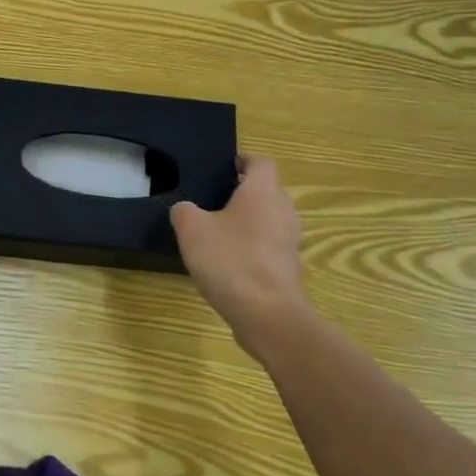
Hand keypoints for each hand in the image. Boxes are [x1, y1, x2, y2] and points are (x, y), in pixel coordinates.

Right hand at [170, 155, 309, 340]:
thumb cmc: (229, 260)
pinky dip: (256, 248)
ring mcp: (291, 242)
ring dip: (252, 221)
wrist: (267, 314)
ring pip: (272, 220)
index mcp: (262, 192)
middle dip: (247, 192)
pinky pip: (272, 247)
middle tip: (217, 199)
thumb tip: (186, 209)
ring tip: (222, 231)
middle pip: (270, 191)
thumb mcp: (191, 229)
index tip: (226, 167)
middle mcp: (284, 211)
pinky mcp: (290, 269)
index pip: (261, 163)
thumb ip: (184, 211)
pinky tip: (232, 263)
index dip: (244, 160)